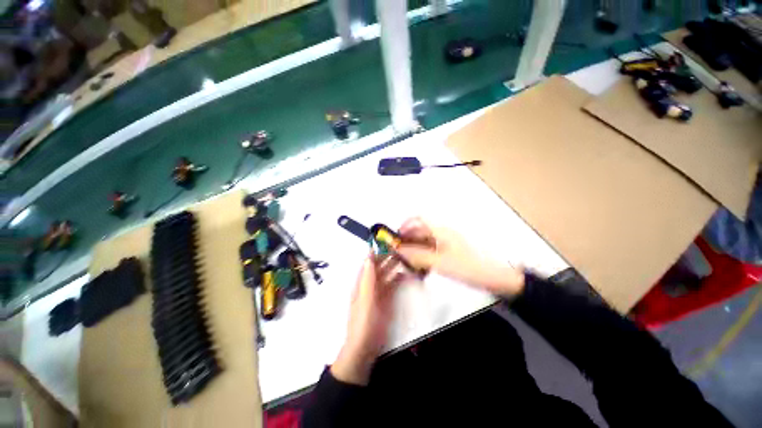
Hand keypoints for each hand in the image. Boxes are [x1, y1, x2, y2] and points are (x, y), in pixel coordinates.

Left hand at [331, 255, 402, 384]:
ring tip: (404, 255)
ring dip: (393, 265)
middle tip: (398, 246)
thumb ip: (367, 280)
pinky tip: (405, 273)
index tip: (384, 241)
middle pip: (378, 267)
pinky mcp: (386, 300)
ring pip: (386, 274)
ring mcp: (378, 292)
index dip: (374, 252)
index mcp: (362, 283)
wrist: (365, 348)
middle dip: (386, 256)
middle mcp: (369, 284)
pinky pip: (392, 284)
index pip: (368, 263)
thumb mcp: (365, 300)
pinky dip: (398, 277)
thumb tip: (369, 258)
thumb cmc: (362, 323)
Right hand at [396, 217, 524, 297]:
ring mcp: (445, 242)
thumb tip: (400, 251)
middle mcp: (441, 233)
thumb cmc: (468, 267)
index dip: (405, 226)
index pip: (418, 219)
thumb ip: (418, 256)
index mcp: (440, 231)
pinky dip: (422, 256)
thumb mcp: (440, 262)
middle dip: (407, 240)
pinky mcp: (448, 251)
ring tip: (408, 262)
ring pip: (423, 241)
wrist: (493, 277)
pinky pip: (430, 250)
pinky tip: (420, 267)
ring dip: (414, 249)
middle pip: (419, 231)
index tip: (395, 238)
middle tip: (399, 254)